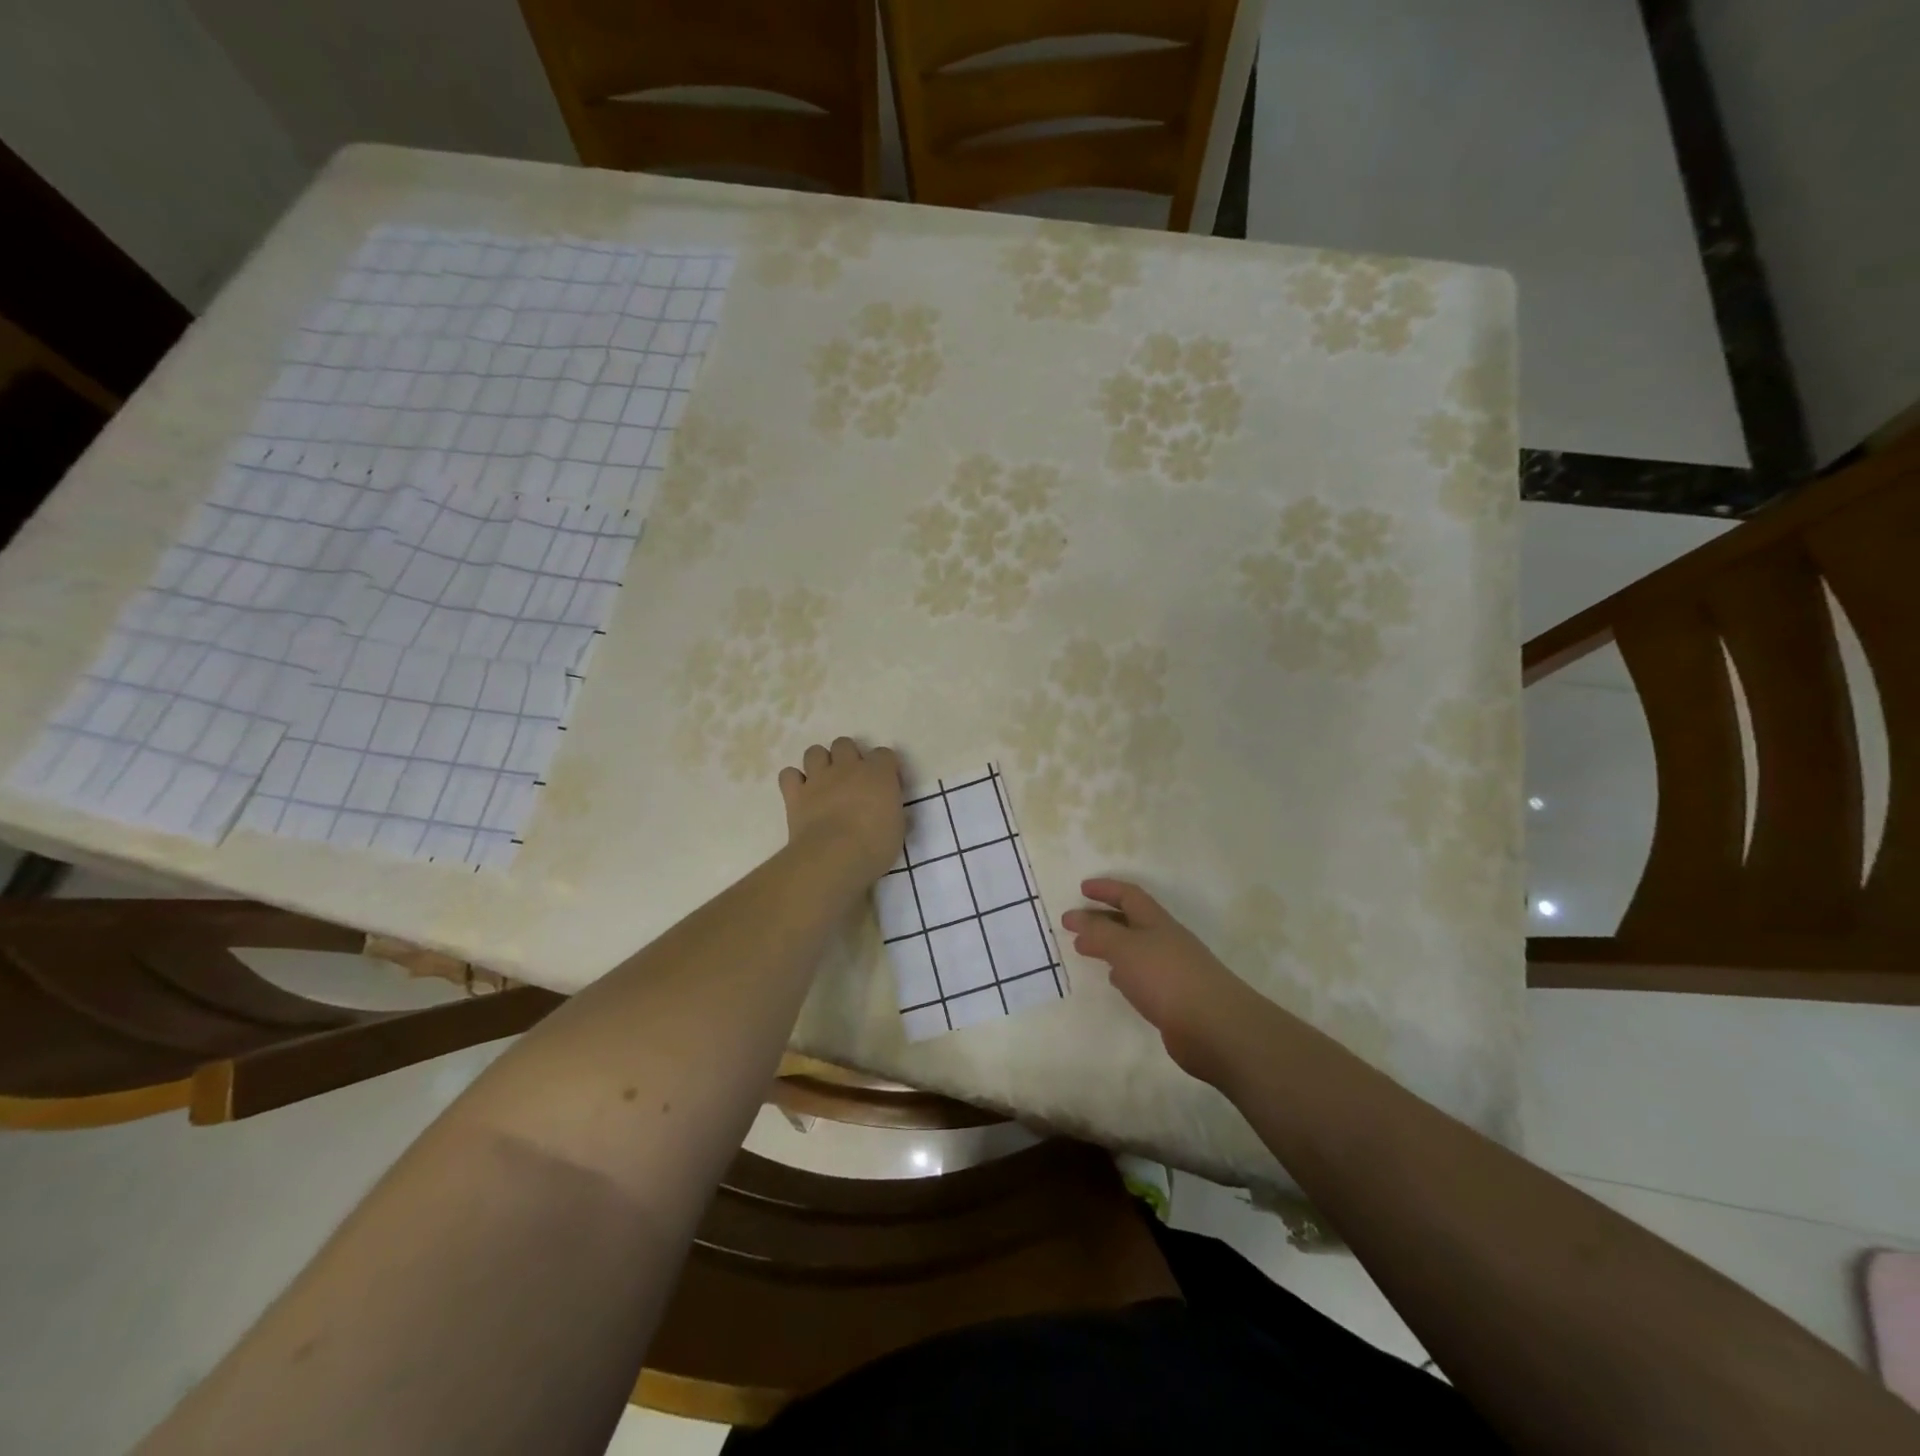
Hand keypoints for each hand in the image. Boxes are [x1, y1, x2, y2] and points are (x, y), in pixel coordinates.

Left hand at [778, 738, 903, 885]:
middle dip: (847, 757)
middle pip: (844, 744)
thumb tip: (887, 810)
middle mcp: (847, 767)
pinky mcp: (795, 794)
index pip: (884, 754)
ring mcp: (818, 778)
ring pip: (814, 752)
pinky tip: (800, 793)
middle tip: (851, 780)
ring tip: (824, 782)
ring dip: (819, 763)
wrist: (834, 858)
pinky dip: (793, 781)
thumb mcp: (897, 829)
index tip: (885, 785)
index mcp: (878, 774)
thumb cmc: (874, 846)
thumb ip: (891, 810)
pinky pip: (789, 774)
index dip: (884, 767)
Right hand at [1061, 878, 1265, 1086]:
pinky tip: (1115, 980)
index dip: (1106, 889)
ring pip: (1135, 949)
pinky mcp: (1174, 999)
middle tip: (1073, 922)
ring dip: (1110, 945)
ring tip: (1085, 949)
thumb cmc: (1167, 978)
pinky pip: (1142, 976)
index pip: (1129, 895)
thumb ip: (1098, 932)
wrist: (1215, 1028)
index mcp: (1157, 922)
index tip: (1081, 888)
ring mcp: (1172, 970)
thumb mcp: (1126, 948)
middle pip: (1131, 921)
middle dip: (1102, 918)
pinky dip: (1123, 972)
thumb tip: (1075, 917)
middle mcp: (1166, 941)